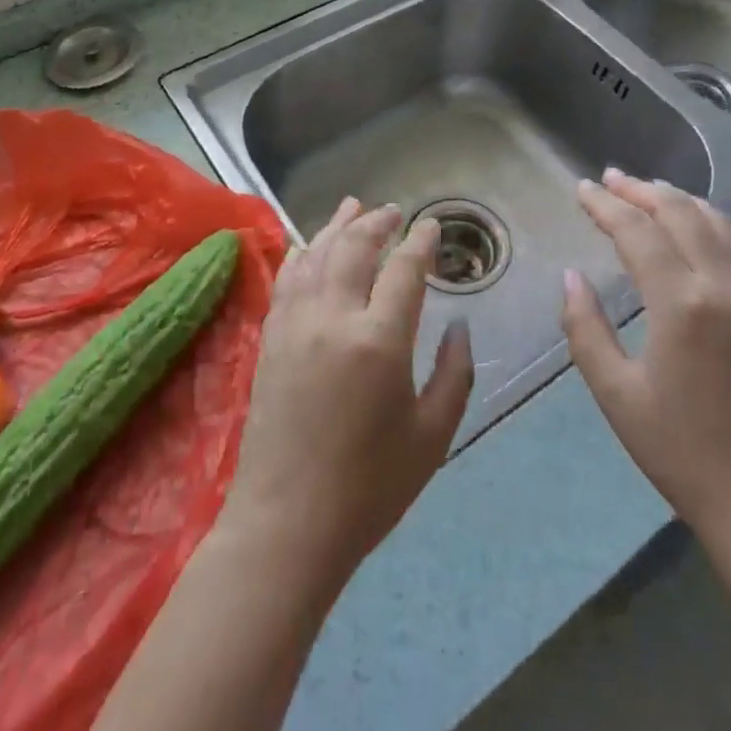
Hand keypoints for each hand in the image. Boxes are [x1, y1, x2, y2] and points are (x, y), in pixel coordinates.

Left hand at [219, 199, 473, 595]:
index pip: (405, 270)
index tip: (431, 225)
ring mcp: (296, 324)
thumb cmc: (370, 487)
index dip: (421, 242)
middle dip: (378, 223)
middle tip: (394, 212)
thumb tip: (460, 326)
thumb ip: (455, 373)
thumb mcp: (433, 436)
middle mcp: (334, 317)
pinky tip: (311, 246)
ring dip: (338, 225)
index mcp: (380, 340)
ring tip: (354, 206)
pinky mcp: (271, 337)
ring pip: (317, 253)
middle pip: (356, 247)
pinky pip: (288, 278)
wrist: (287, 523)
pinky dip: (304, 253)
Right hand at [560, 170, 730, 559]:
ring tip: (652, 191)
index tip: (581, 188)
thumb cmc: (682, 451)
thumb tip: (571, 276)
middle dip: (641, 190)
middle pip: (681, 213)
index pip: (636, 231)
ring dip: (683, 201)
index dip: (605, 205)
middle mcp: (724, 286)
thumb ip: (585, 328)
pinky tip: (722, 222)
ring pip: (720, 224)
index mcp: (680, 303)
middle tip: (610, 179)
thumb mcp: (615, 394)